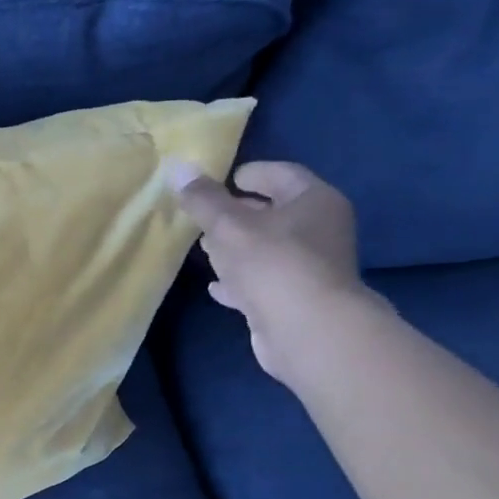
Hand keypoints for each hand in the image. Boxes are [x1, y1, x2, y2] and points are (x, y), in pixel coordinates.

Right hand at [167, 160, 382, 382]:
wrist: (307, 331)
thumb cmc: (272, 264)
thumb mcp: (228, 225)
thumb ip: (203, 199)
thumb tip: (178, 167)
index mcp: (314, 201)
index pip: (282, 174)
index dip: (250, 173)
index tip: (221, 179)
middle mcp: (320, 230)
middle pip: (275, 212)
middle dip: (239, 213)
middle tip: (204, 215)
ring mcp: (310, 268)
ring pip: (267, 249)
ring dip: (236, 248)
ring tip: (204, 249)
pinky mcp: (296, 300)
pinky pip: (263, 282)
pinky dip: (240, 280)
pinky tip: (215, 286)